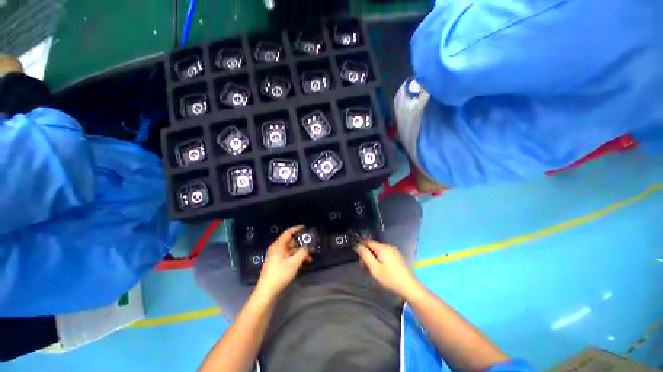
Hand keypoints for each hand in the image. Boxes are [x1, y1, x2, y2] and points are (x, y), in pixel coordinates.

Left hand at [255, 225, 310, 298]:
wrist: (267, 292)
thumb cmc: (280, 274)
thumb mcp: (294, 263)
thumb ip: (302, 252)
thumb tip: (308, 246)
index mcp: (278, 246)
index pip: (288, 233)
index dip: (296, 229)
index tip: (305, 227)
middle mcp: (277, 249)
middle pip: (291, 242)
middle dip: (301, 244)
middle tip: (311, 246)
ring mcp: (277, 257)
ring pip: (291, 251)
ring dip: (300, 253)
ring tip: (310, 258)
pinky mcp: (278, 264)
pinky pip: (289, 257)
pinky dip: (296, 258)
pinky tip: (304, 263)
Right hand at [356, 239, 420, 297]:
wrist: (409, 287)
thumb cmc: (390, 278)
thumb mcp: (375, 268)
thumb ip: (365, 255)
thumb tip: (358, 245)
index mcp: (382, 247)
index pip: (367, 241)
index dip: (361, 248)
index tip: (360, 260)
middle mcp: (388, 246)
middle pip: (373, 246)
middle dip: (367, 254)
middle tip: (365, 268)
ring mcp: (393, 250)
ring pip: (378, 250)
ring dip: (373, 257)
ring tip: (373, 270)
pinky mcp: (397, 256)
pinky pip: (384, 253)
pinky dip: (380, 259)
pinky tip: (381, 269)